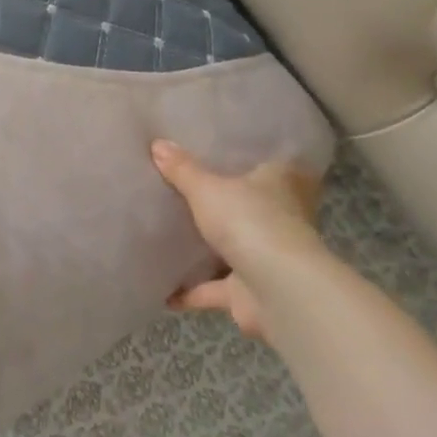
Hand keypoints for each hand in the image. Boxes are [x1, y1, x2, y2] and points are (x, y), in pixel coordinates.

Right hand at [152, 141, 327, 345]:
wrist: (279, 290)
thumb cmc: (250, 221)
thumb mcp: (208, 188)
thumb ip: (183, 170)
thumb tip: (157, 144)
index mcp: (279, 184)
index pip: (269, 165)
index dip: (248, 161)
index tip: (221, 155)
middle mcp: (279, 220)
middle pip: (247, 207)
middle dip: (222, 206)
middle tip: (184, 192)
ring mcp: (267, 258)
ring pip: (232, 248)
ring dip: (206, 250)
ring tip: (168, 237)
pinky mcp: (250, 293)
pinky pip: (214, 288)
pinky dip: (190, 291)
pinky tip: (161, 290)